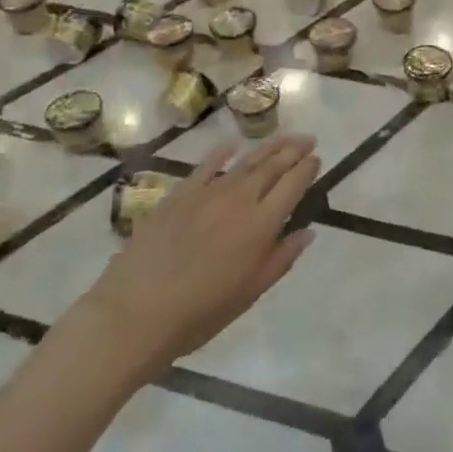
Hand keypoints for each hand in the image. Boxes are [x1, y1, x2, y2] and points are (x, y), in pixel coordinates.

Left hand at [64, 136, 319, 384]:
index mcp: (261, 225)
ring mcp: (207, 193)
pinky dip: (221, 154)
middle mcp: (239, 200)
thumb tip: (307, 232)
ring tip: (283, 138)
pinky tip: (231, 147)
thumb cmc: (199, 313)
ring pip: (244, 161)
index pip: (293, 185)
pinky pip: (206, 166)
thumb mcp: (249, 293)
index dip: (307, 169)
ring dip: (267, 147)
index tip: (317, 159)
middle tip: (308, 139)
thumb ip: (281, 259)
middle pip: (272, 166)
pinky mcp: (178, 194)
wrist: (135, 312)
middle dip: (293, 150)